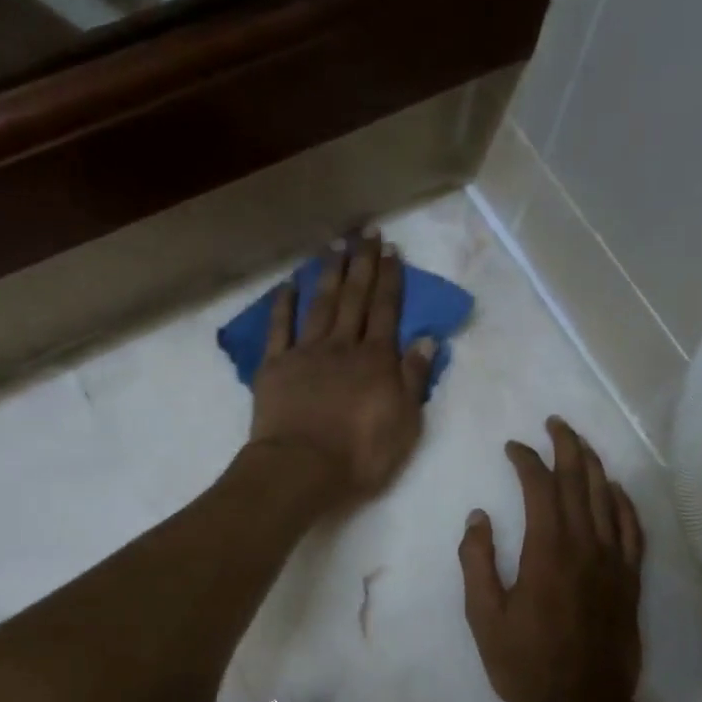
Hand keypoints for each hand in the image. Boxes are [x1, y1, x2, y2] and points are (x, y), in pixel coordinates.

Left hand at [249, 233, 434, 505]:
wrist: (301, 469)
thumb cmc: (360, 454)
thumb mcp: (405, 423)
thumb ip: (414, 378)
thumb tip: (426, 339)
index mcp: (376, 360)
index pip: (386, 311)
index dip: (390, 279)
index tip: (392, 250)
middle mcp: (342, 346)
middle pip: (354, 298)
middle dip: (363, 264)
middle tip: (366, 232)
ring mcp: (305, 353)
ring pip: (320, 304)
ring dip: (328, 273)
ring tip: (335, 245)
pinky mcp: (274, 367)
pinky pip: (280, 328)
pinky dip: (284, 305)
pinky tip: (288, 284)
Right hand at [459, 418, 645, 701]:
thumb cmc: (526, 665)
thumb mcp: (485, 618)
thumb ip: (478, 563)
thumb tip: (478, 517)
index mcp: (547, 552)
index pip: (541, 488)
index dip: (527, 461)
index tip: (512, 448)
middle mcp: (586, 546)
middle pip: (580, 482)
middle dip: (566, 447)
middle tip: (554, 424)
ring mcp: (614, 562)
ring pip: (608, 498)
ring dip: (594, 465)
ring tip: (580, 444)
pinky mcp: (630, 579)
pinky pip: (632, 528)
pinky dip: (623, 502)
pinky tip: (615, 490)